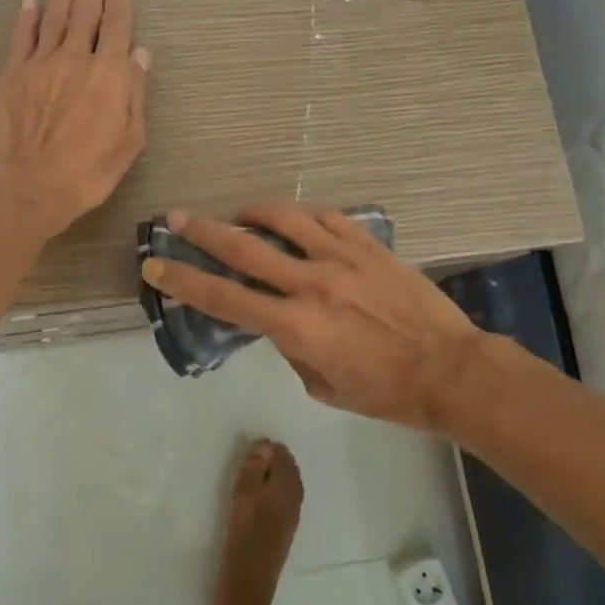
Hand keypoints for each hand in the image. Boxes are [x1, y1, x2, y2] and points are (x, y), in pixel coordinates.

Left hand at [0, 0, 150, 240]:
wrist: (28, 187)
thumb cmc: (87, 172)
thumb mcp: (129, 141)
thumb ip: (134, 93)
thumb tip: (140, 55)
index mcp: (108, 74)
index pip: (117, 25)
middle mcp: (74, 59)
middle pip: (85, 11)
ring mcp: (39, 64)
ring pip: (53, 17)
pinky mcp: (11, 75)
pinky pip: (20, 38)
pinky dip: (26, 18)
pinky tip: (30, 3)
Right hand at [140, 204, 482, 429]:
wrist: (449, 370)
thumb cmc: (384, 392)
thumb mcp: (321, 386)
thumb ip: (291, 348)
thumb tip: (278, 320)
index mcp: (295, 326)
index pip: (224, 298)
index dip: (184, 281)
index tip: (156, 266)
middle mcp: (311, 284)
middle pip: (244, 248)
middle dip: (203, 232)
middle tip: (176, 217)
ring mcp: (343, 258)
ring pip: (285, 219)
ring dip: (252, 212)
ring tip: (238, 213)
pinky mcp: (369, 246)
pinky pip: (328, 217)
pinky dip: (303, 215)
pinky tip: (294, 219)